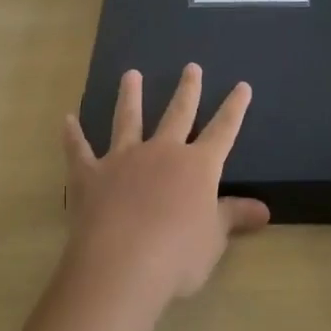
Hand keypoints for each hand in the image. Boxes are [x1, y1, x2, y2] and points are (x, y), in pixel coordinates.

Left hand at [62, 64, 270, 301]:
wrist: (122, 264)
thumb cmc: (178, 255)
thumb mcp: (214, 239)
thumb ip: (233, 217)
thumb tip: (264, 209)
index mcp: (197, 166)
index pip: (223, 131)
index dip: (234, 109)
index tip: (242, 86)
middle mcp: (161, 152)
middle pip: (177, 114)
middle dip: (187, 90)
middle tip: (191, 67)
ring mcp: (123, 159)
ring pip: (128, 120)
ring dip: (129, 96)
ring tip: (130, 75)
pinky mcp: (90, 174)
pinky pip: (79, 149)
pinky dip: (73, 135)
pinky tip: (67, 120)